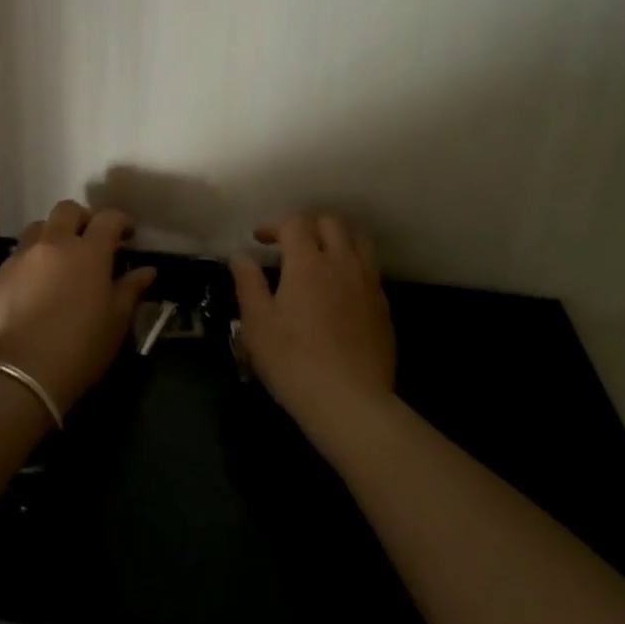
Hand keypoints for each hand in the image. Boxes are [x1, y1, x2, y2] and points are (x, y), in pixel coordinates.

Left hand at [0, 201, 156, 413]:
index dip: (120, 221)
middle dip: (81, 219)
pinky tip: (28, 293)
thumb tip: (146, 271)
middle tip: (89, 241)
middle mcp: (51, 245)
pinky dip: (25, 268)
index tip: (127, 235)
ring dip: (50, 238)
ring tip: (56, 263)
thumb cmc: (80, 348)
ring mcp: (17, 259)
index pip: (108, 218)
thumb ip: (131, 290)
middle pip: (66, 210)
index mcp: (88, 252)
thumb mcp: (116, 322)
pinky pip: (12, 262)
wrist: (19, 375)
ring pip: (35, 230)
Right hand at [230, 213, 396, 444]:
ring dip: (337, 239)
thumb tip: (240, 256)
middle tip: (290, 244)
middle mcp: (342, 263)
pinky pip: (370, 270)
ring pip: (358, 241)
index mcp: (308, 262)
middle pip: (331, 222)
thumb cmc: (293, 360)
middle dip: (308, 224)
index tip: (260, 240)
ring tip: (321, 257)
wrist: (350, 401)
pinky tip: (341, 290)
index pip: (295, 222)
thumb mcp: (257, 323)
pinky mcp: (384, 307)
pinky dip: (353, 266)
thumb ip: (248, 283)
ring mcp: (368, 283)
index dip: (275, 224)